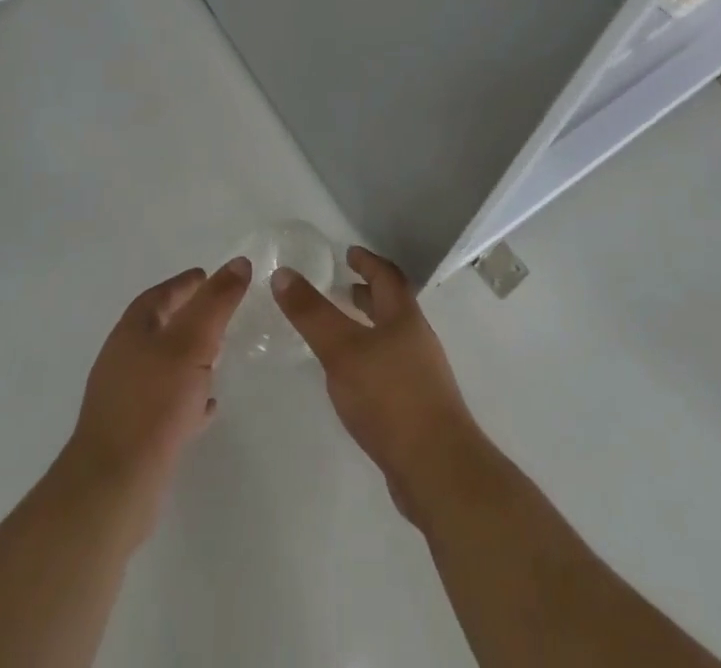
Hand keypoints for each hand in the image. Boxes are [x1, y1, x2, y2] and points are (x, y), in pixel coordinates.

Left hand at [62, 258, 251, 533]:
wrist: (114, 487)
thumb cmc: (153, 403)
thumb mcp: (192, 342)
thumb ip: (216, 302)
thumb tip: (239, 262)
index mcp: (131, 332)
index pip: (160, 295)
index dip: (185, 284)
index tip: (209, 276)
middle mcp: (123, 360)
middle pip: (159, 328)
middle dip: (188, 318)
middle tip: (220, 315)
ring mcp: (125, 399)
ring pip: (163, 366)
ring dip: (189, 358)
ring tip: (219, 357)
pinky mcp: (134, 434)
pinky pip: (166, 404)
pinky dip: (188, 396)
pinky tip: (208, 406)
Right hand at [273, 246, 485, 526]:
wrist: (437, 469)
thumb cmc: (390, 397)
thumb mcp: (342, 349)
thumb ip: (312, 313)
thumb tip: (283, 273)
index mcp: (404, 317)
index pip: (387, 276)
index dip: (368, 262)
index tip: (349, 252)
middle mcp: (417, 339)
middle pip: (393, 306)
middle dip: (368, 293)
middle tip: (342, 286)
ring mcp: (421, 375)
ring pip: (392, 338)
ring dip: (369, 327)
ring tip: (341, 330)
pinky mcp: (418, 408)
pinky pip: (391, 368)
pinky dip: (371, 359)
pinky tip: (353, 378)